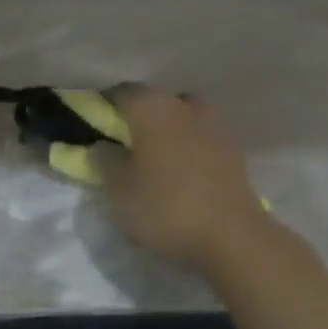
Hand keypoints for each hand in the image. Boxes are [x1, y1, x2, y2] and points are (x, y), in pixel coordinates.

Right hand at [93, 86, 266, 264]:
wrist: (231, 235)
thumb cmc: (165, 207)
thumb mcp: (118, 190)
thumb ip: (105, 160)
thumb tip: (103, 145)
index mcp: (152, 108)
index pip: (120, 92)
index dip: (104, 106)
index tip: (94, 126)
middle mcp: (184, 106)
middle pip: (156, 101)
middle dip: (139, 117)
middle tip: (125, 144)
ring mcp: (214, 126)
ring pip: (183, 117)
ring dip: (169, 130)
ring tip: (158, 159)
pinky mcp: (233, 151)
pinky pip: (202, 139)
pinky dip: (190, 148)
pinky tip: (184, 173)